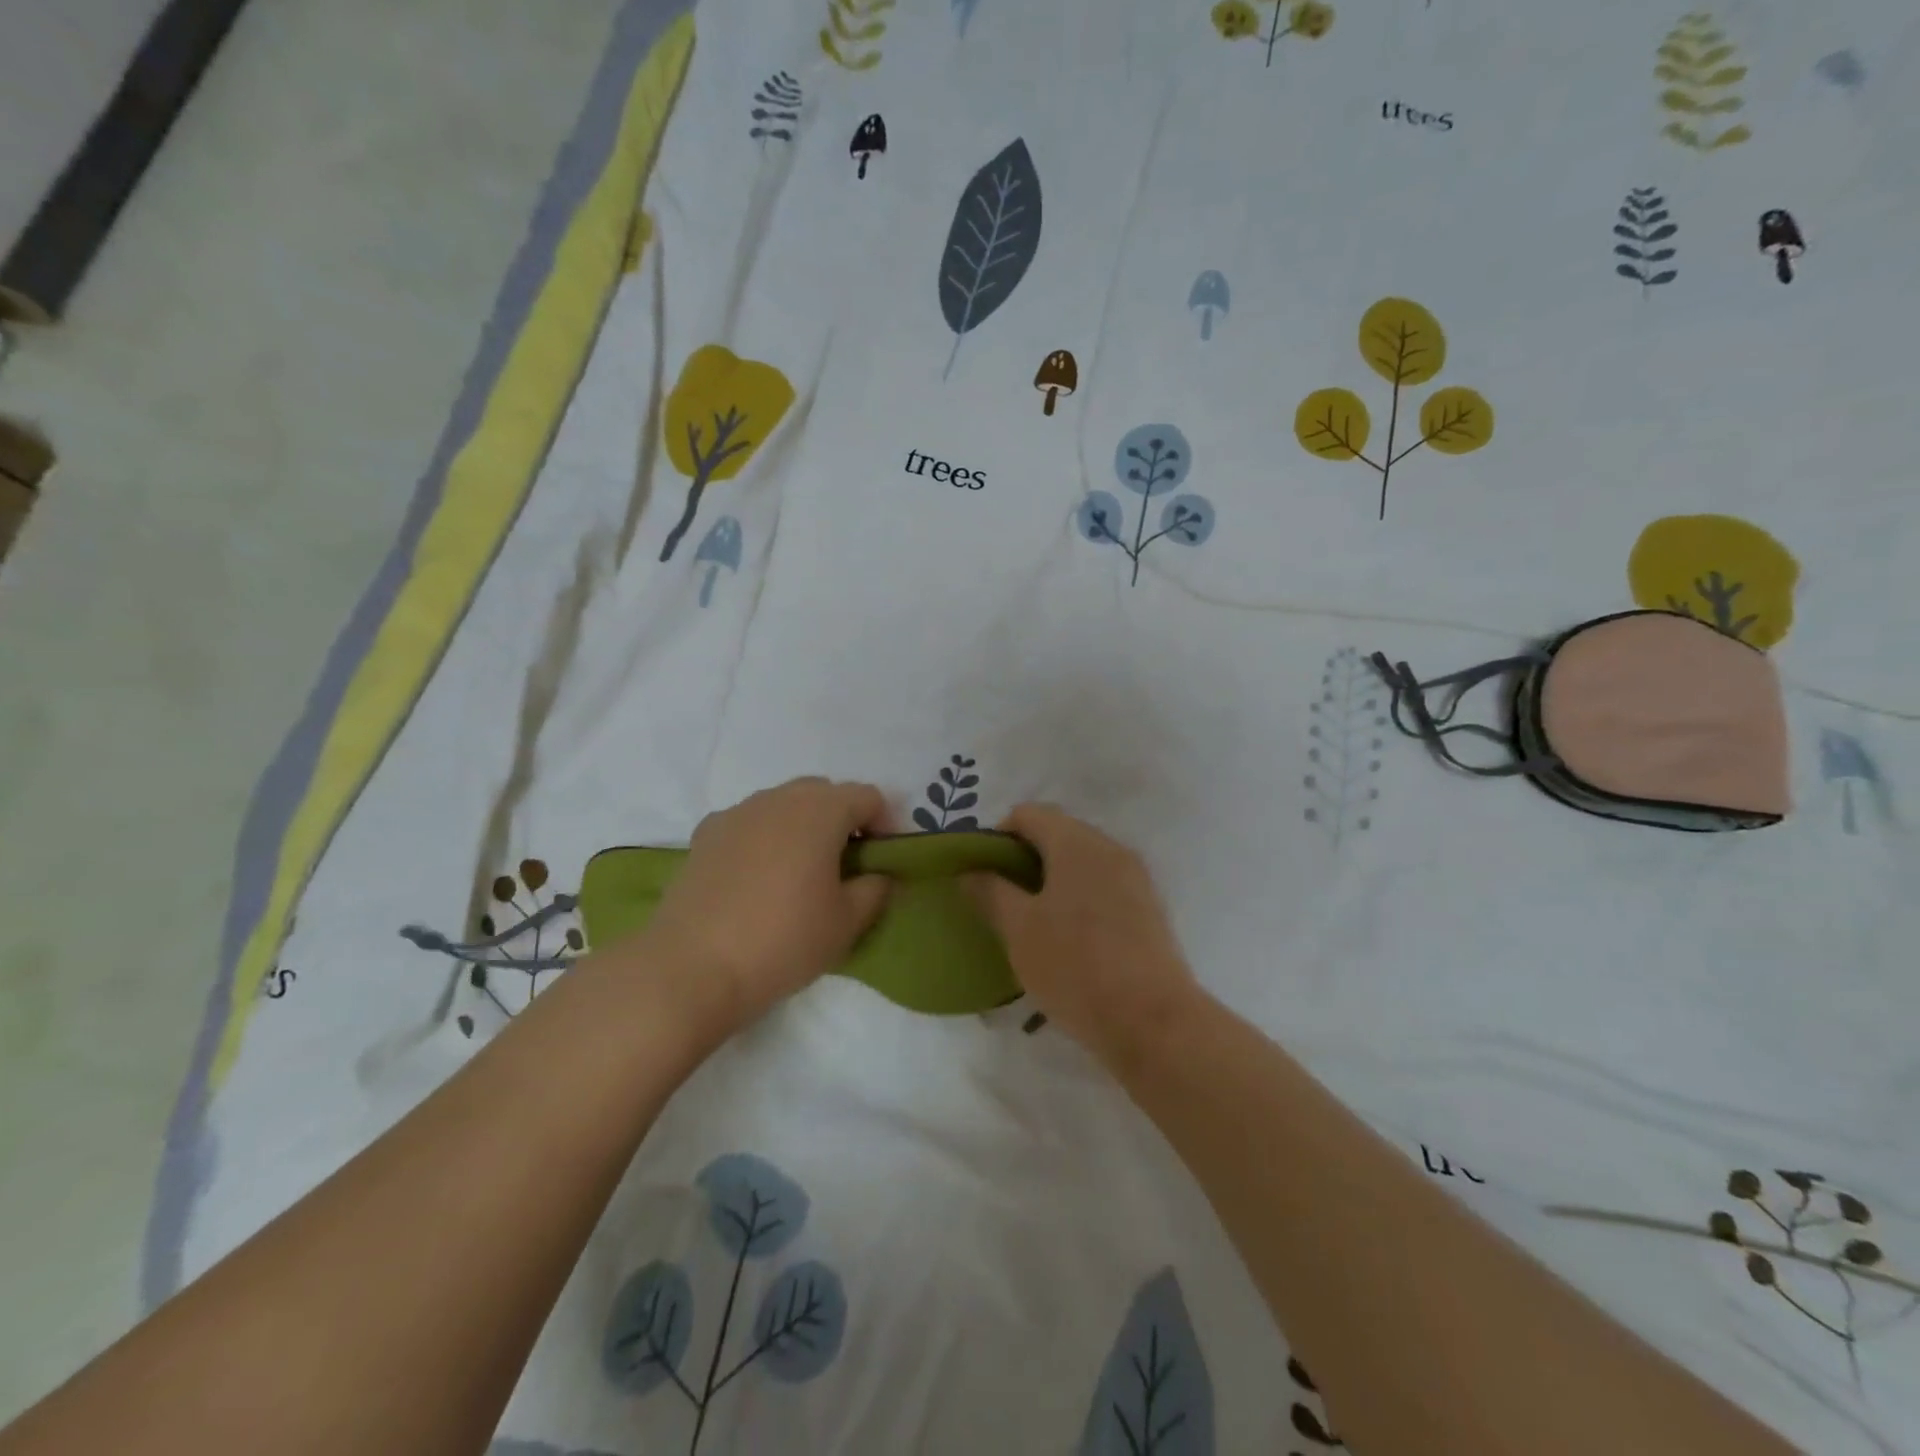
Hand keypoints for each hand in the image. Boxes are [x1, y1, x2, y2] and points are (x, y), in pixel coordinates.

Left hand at [640, 778, 892, 1032]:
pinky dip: (765, 836)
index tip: (881, 860)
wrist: (691, 967)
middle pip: (824, 792)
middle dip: (842, 819)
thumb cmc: (783, 941)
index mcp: (820, 811)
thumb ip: (874, 890)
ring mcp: (737, 813)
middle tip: (846, 864)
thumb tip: (878, 875)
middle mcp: (779, 799)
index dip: (884, 823)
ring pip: (783, 803)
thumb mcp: (846, 923)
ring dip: (802, 824)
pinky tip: (758, 876)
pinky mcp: (705, 835)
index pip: (867, 796)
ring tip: (801, 871)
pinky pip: (749, 822)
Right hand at [966, 803, 1203, 1073]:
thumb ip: (990, 892)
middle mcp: (1110, 848)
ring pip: (1081, 863)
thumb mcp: (1019, 930)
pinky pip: (1103, 886)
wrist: (1153, 1022)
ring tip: (1029, 921)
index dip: (997, 836)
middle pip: (1058, 834)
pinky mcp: (1148, 909)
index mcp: (1078, 843)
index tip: (981, 872)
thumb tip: (970, 871)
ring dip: (1051, 880)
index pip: (1028, 814)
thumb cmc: (1076, 967)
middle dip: (1023, 859)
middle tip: (999, 898)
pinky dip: (1078, 898)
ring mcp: (1135, 878)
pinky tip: (1065, 938)